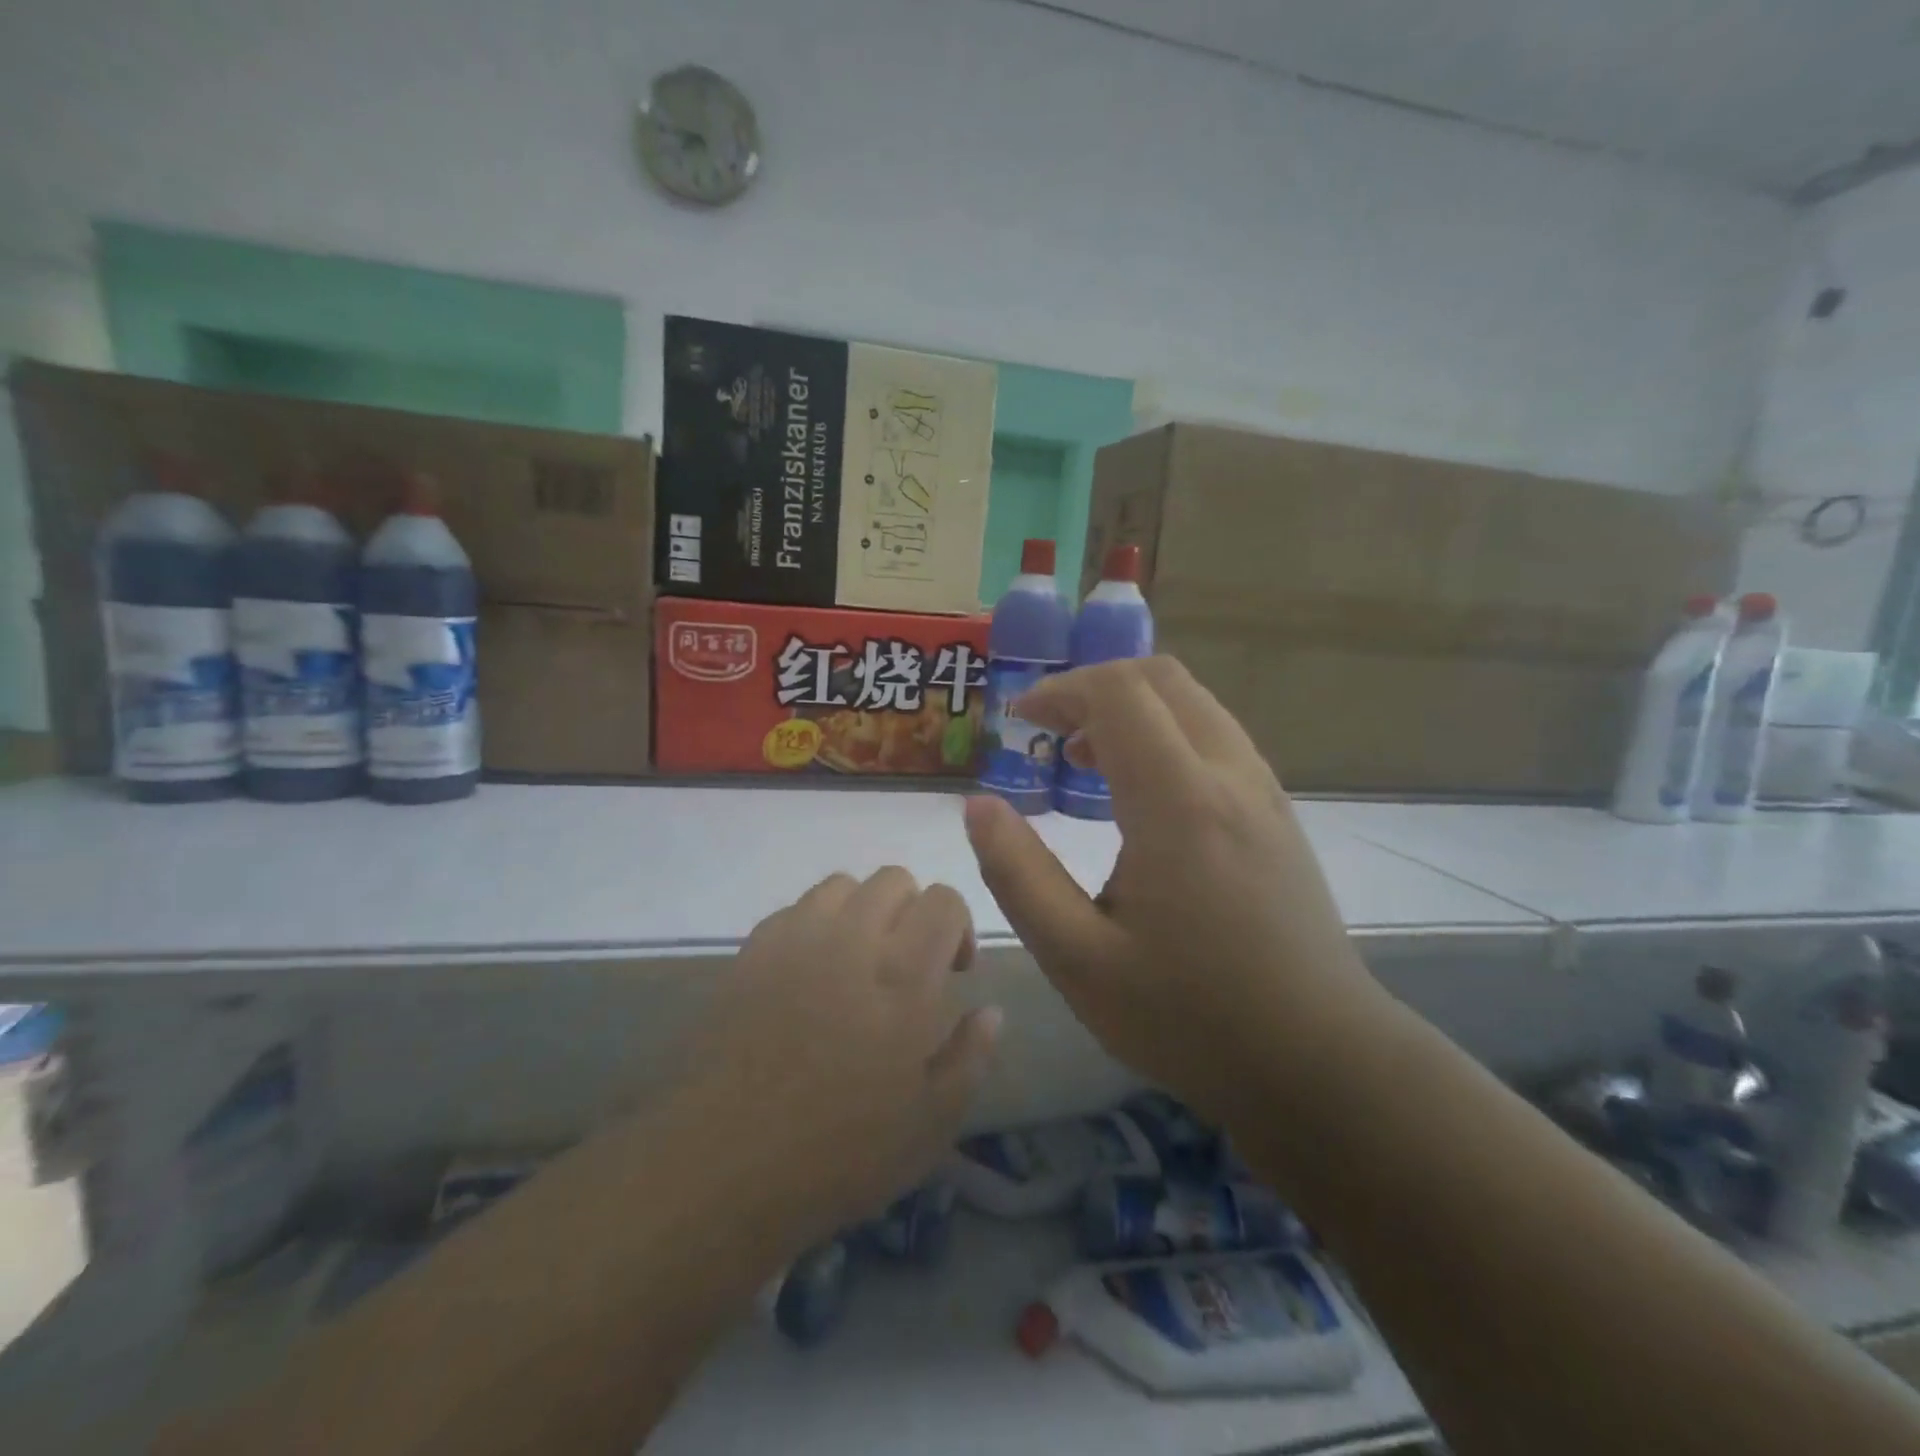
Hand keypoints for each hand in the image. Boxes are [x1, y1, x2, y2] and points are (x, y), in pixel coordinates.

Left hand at [677, 868, 1000, 1250]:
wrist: (721, 1164)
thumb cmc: (839, 1152)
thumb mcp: (931, 1122)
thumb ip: (971, 1056)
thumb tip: (991, 1010)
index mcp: (903, 973)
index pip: (943, 900)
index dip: (956, 925)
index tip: (951, 971)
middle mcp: (852, 937)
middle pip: (894, 879)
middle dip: (912, 911)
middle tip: (905, 966)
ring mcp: (796, 938)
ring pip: (842, 885)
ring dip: (863, 912)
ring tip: (856, 963)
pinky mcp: (752, 950)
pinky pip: (796, 910)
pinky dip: (816, 926)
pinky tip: (809, 976)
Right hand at [963, 657, 1384, 1123]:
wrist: (1321, 1064)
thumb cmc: (1190, 1018)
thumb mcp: (1078, 959)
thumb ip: (1018, 875)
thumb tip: (979, 806)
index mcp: (1178, 802)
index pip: (1117, 693)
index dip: (1059, 691)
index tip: (1017, 720)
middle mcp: (1229, 776)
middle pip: (1161, 679)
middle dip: (1094, 686)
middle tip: (1049, 731)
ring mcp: (1264, 792)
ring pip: (1195, 704)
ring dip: (1133, 709)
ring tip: (1086, 760)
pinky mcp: (1279, 816)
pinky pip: (1216, 738)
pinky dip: (1167, 734)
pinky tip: (1141, 795)